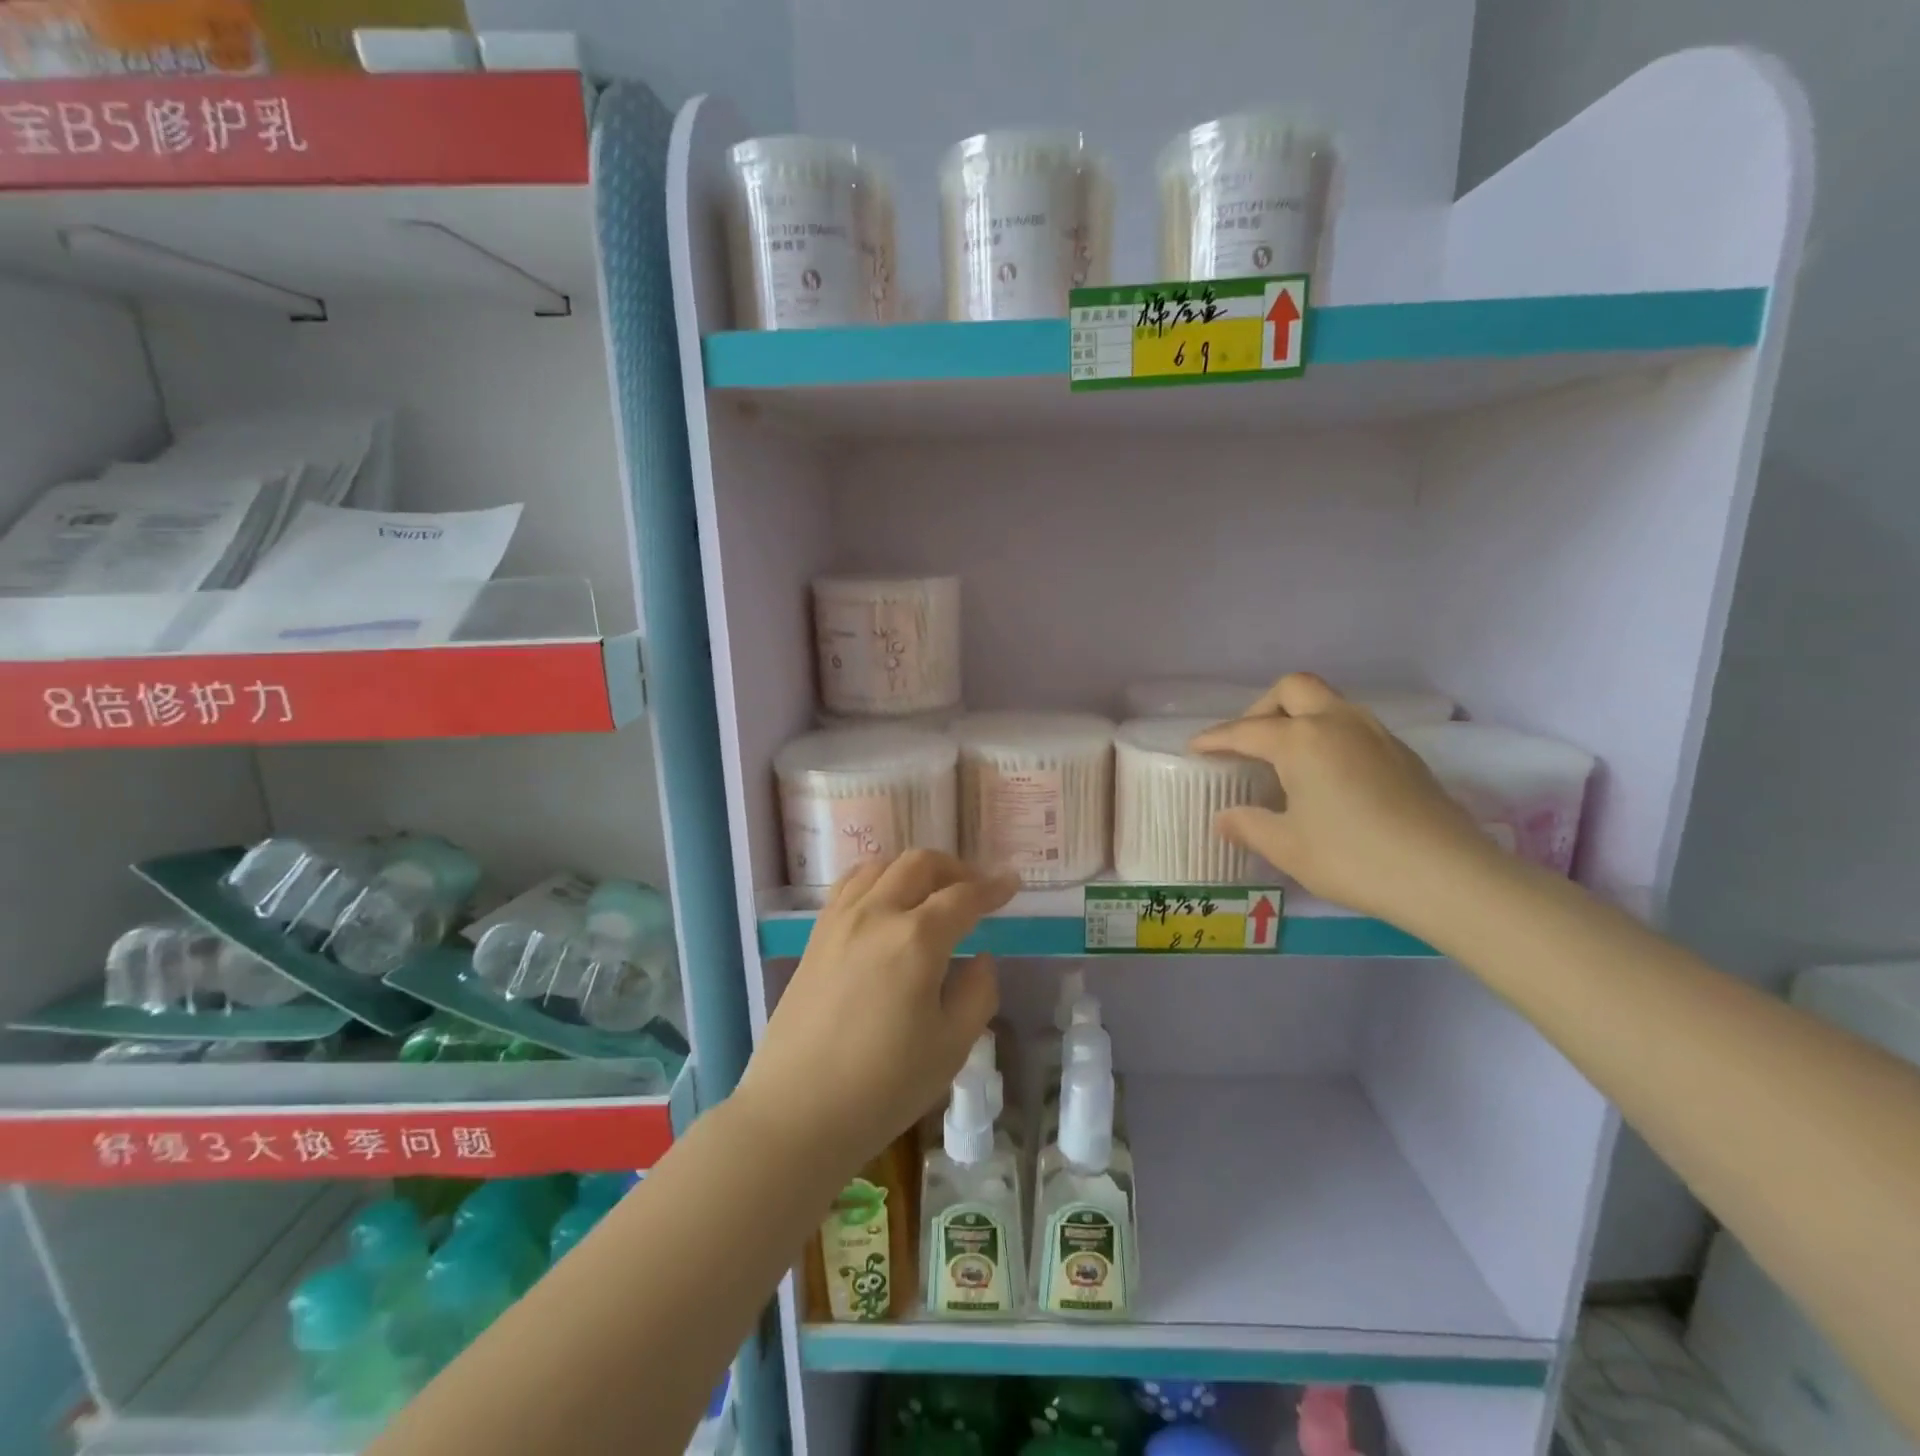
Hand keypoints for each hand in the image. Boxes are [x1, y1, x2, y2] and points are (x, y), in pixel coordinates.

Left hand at [736, 850, 1018, 1172]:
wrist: (797, 1111)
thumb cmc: (884, 1086)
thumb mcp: (951, 1047)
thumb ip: (977, 993)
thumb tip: (979, 957)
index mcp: (917, 939)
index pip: (964, 896)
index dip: (993, 887)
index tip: (1012, 883)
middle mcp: (877, 914)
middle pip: (920, 864)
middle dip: (955, 868)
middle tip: (974, 889)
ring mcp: (840, 920)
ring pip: (881, 866)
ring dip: (914, 869)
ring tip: (931, 892)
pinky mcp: (816, 935)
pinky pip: (850, 884)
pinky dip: (877, 878)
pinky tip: (885, 901)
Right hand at [1189, 673, 1499, 925]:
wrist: (1447, 875)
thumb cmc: (1353, 857)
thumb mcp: (1287, 847)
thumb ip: (1249, 825)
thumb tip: (1225, 818)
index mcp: (1302, 740)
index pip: (1246, 731)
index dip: (1215, 739)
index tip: (1195, 748)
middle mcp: (1337, 723)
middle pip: (1293, 689)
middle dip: (1262, 708)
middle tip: (1248, 741)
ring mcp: (1376, 734)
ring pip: (1328, 702)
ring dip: (1299, 717)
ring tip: (1284, 757)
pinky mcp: (1402, 753)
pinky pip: (1352, 725)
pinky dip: (1327, 735)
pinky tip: (1326, 775)